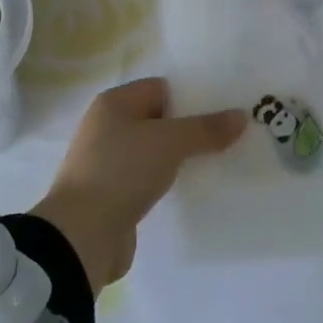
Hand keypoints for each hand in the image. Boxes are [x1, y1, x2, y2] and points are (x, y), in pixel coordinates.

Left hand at [30, 77, 245, 293]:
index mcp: (114, 102)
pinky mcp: (111, 194)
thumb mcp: (169, 143)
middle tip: (226, 140)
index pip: (160, 88)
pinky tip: (187, 190)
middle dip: (189, 130)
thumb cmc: (122, 171)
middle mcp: (107, 125)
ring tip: (214, 165)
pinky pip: (145, 179)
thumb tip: (240, 115)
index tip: (223, 113)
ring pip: (152, 151)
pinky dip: (164, 182)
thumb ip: (205, 129)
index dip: (191, 98)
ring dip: (177, 159)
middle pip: (157, 119)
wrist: (82, 235)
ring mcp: (107, 161)